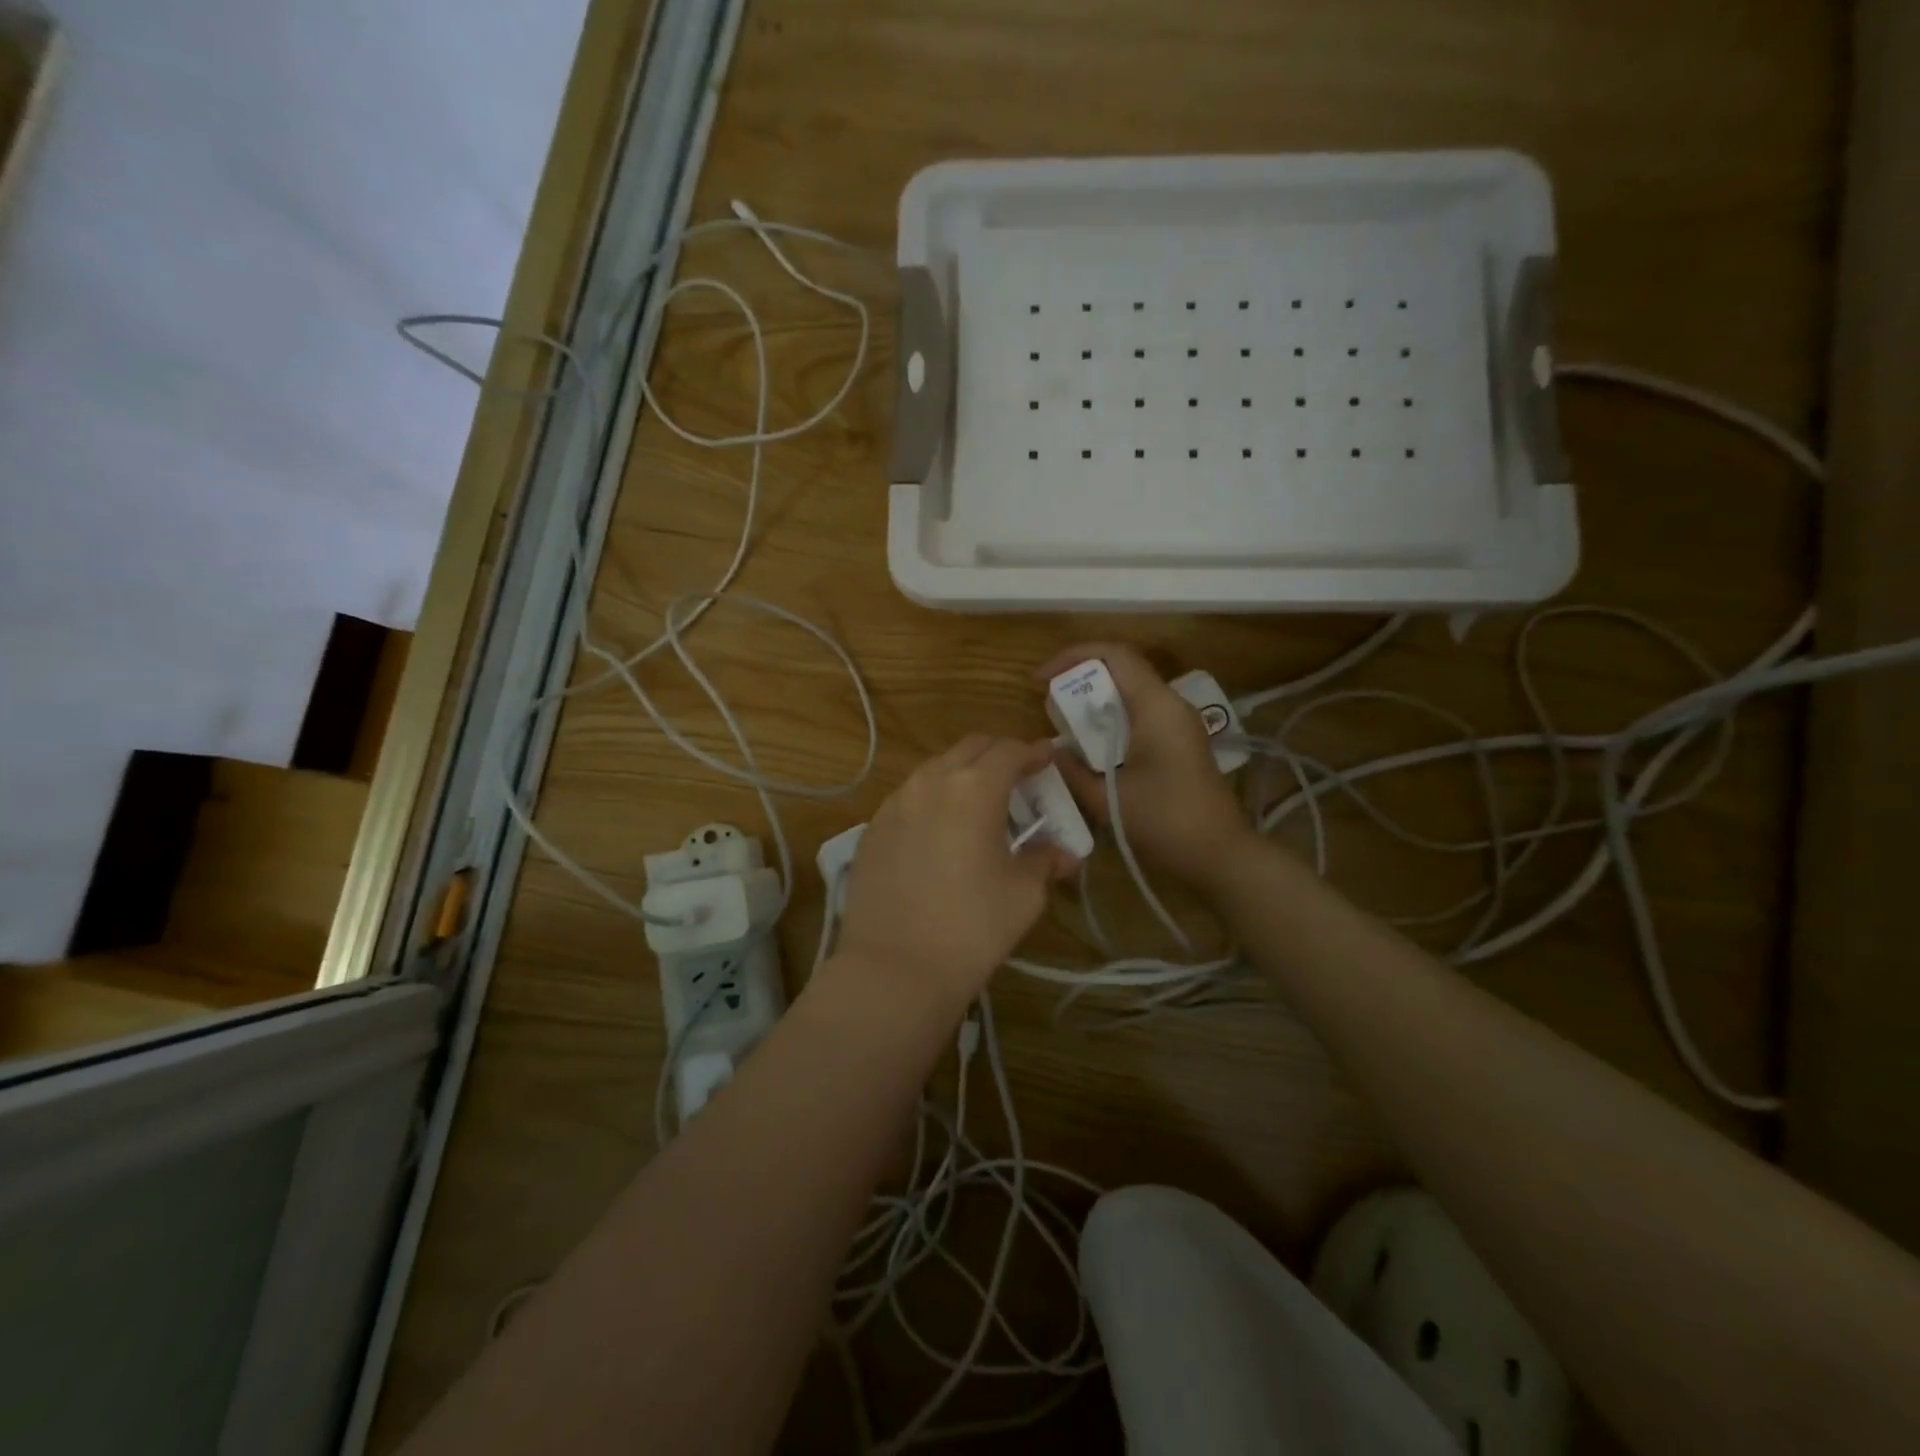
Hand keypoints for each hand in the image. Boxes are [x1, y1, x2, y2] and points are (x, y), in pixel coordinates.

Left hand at [836, 736, 1077, 1011]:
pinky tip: (941, 831)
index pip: (1010, 751)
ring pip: (936, 769)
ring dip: (963, 775)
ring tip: (980, 806)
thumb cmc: (971, 928)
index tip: (1050, 760)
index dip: (1035, 753)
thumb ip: (1045, 861)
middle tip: (1020, 780)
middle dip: (999, 755)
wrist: (894, 969)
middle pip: (971, 748)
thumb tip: (1063, 854)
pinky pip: (910, 797)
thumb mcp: (1024, 894)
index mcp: (973, 788)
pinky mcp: (872, 828)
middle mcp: (930, 782)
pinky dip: (934, 799)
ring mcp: (895, 802)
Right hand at [1038, 643, 1254, 890]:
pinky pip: (1141, 713)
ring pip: (1132, 691)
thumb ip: (1072, 769)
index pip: (1115, 655)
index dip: (1073, 656)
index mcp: (1157, 707)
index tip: (1041, 679)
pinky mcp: (1181, 741)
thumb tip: (1051, 749)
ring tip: (1065, 721)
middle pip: (1123, 669)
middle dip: (1082, 677)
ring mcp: (1180, 723)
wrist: (1220, 855)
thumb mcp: (1106, 799)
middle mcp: (1171, 704)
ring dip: (1097, 699)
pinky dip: (1112, 718)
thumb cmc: (1165, 822)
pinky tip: (1093, 744)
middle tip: (1049, 700)